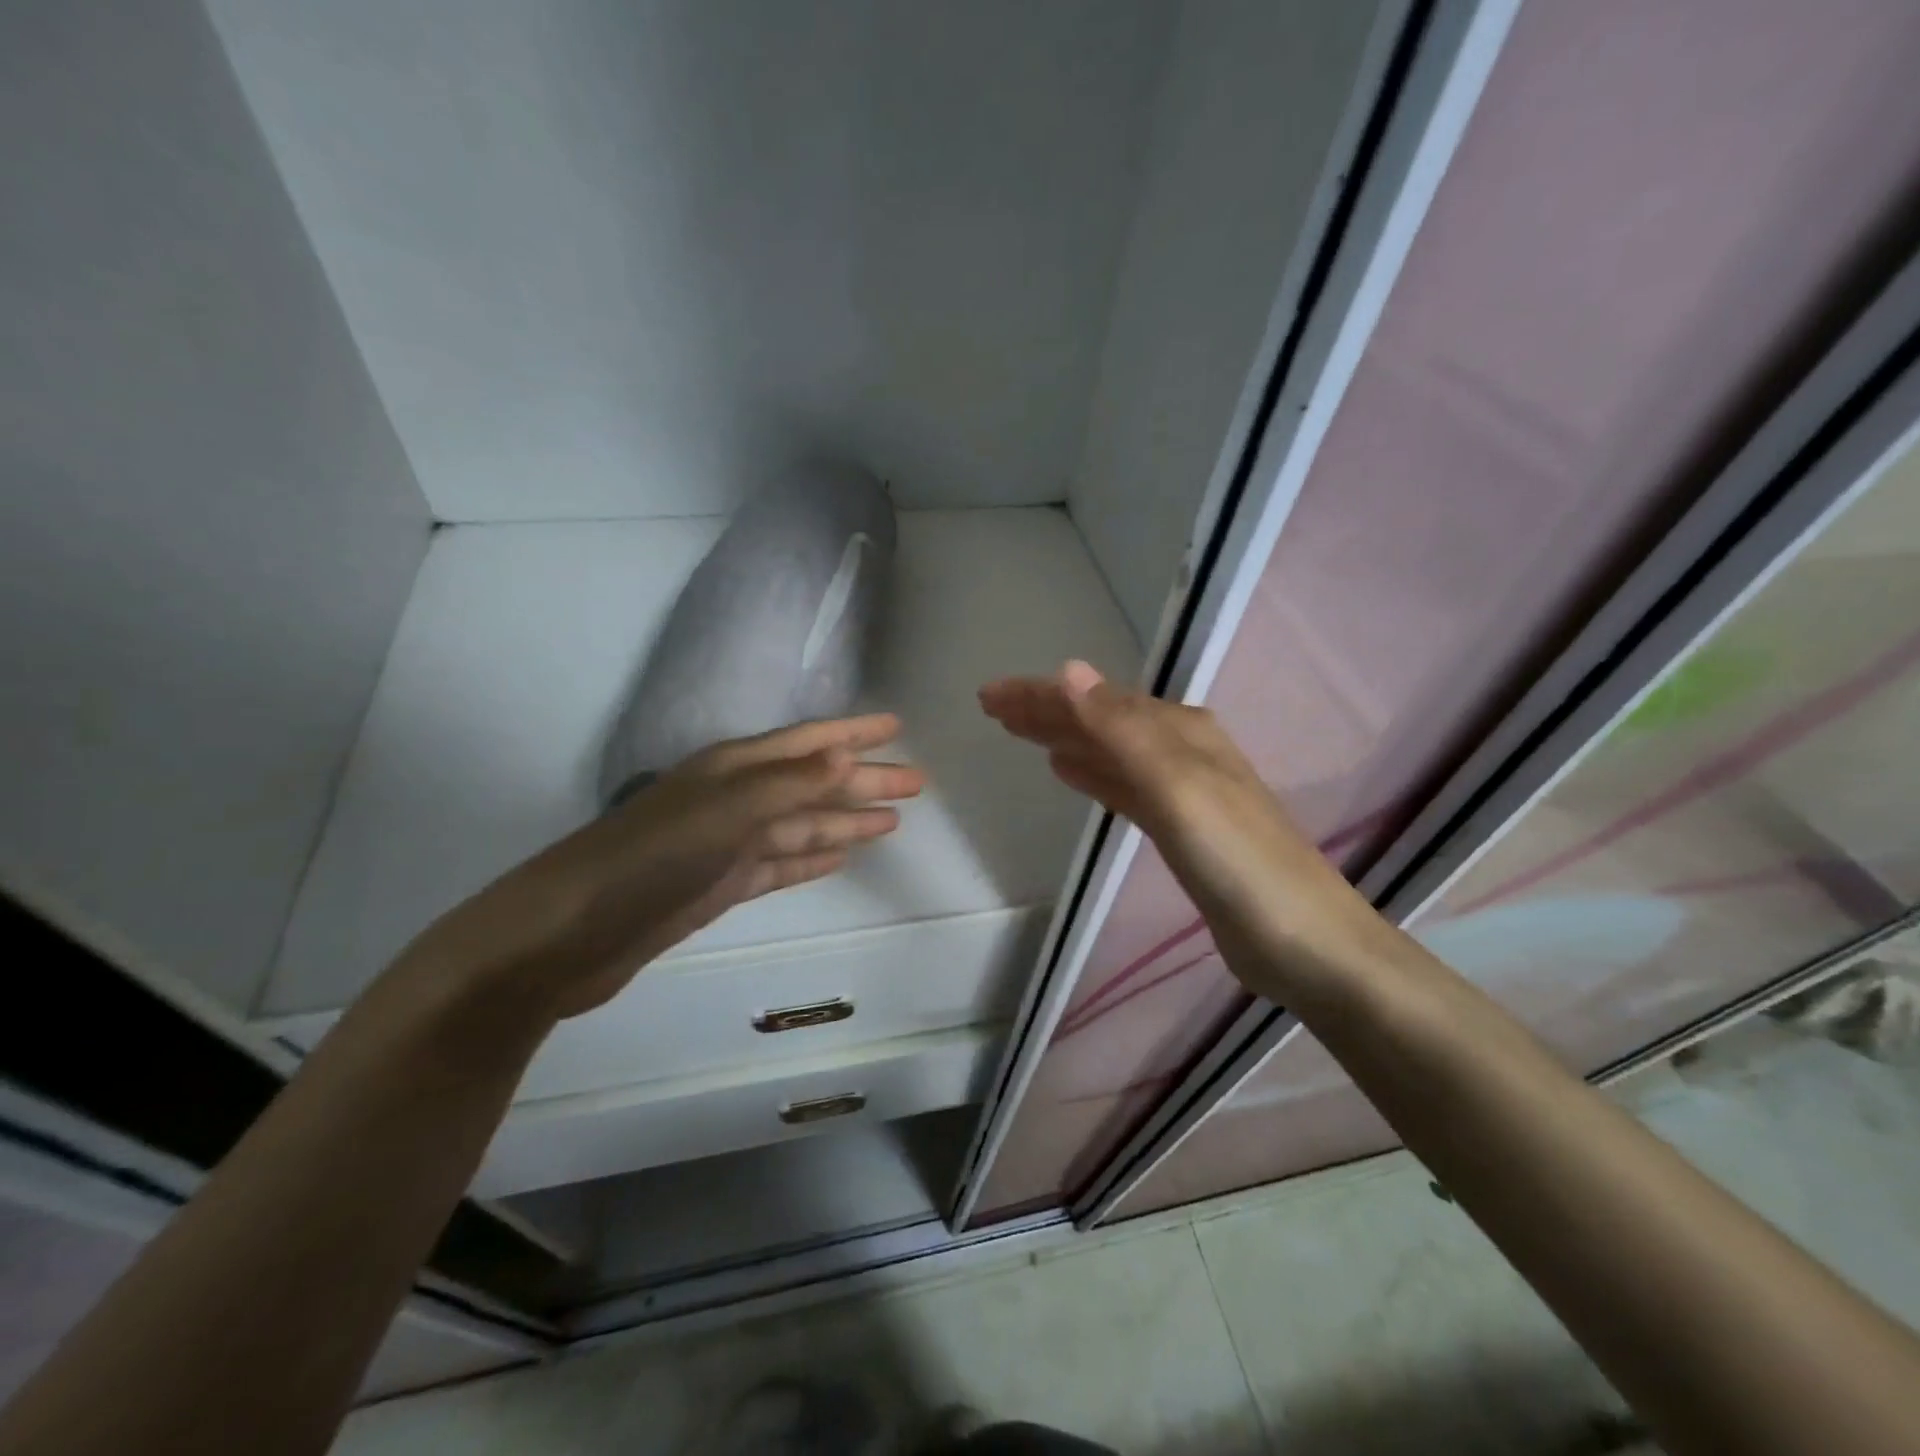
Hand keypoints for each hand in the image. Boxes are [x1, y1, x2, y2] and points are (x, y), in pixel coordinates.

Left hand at [400, 714, 924, 1018]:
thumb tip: (846, 757)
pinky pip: (782, 863)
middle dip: (864, 781)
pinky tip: (839, 858)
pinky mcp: (721, 885)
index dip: (852, 734)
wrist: (569, 933)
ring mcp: (729, 844)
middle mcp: (735, 798)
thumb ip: (787, 785)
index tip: (896, 727)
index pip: (808, 743)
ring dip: (844, 821)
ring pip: (802, 825)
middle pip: (814, 784)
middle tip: (917, 782)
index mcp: (734, 769)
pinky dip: (812, 859)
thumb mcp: (723, 813)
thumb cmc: (648, 859)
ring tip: (892, 820)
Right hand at [979, 662, 1373, 986]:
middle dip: (1045, 711)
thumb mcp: (1176, 786)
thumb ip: (1121, 729)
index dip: (1041, 694)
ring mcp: (1180, 791)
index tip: (990, 695)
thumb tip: (1069, 670)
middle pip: (1099, 720)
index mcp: (1178, 732)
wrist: (1302, 941)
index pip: (1095, 700)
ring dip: (1062, 737)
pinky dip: (1090, 773)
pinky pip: (1120, 786)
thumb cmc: (1237, 860)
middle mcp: (1179, 750)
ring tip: (1019, 732)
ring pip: (1106, 751)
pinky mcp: (1177, 830)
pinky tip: (1067, 771)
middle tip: (991, 708)